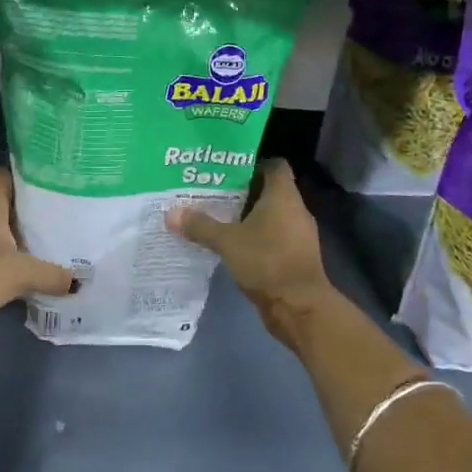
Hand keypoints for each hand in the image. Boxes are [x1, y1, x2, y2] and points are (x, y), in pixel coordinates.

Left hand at [0, 166, 72, 350]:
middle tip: (59, 210)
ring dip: (17, 234)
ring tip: (49, 238)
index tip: (51, 178)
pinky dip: (7, 257)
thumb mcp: (24, 272)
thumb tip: (77, 282)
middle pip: (3, 203)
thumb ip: (53, 274)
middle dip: (28, 207)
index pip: (4, 176)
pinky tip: (27, 267)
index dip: (25, 173)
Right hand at [165, 158, 334, 344]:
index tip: (228, 169)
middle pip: (271, 190)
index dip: (253, 163)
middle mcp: (296, 210)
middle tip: (214, 192)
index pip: (274, 165)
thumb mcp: (227, 241)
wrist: (300, 307)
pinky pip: (275, 237)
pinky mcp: (296, 257)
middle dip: (244, 191)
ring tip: (220, 218)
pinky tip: (235, 245)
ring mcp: (299, 235)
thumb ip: (200, 225)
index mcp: (283, 196)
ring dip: (250, 217)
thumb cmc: (267, 261)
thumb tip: (171, 213)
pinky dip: (258, 238)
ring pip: (272, 216)